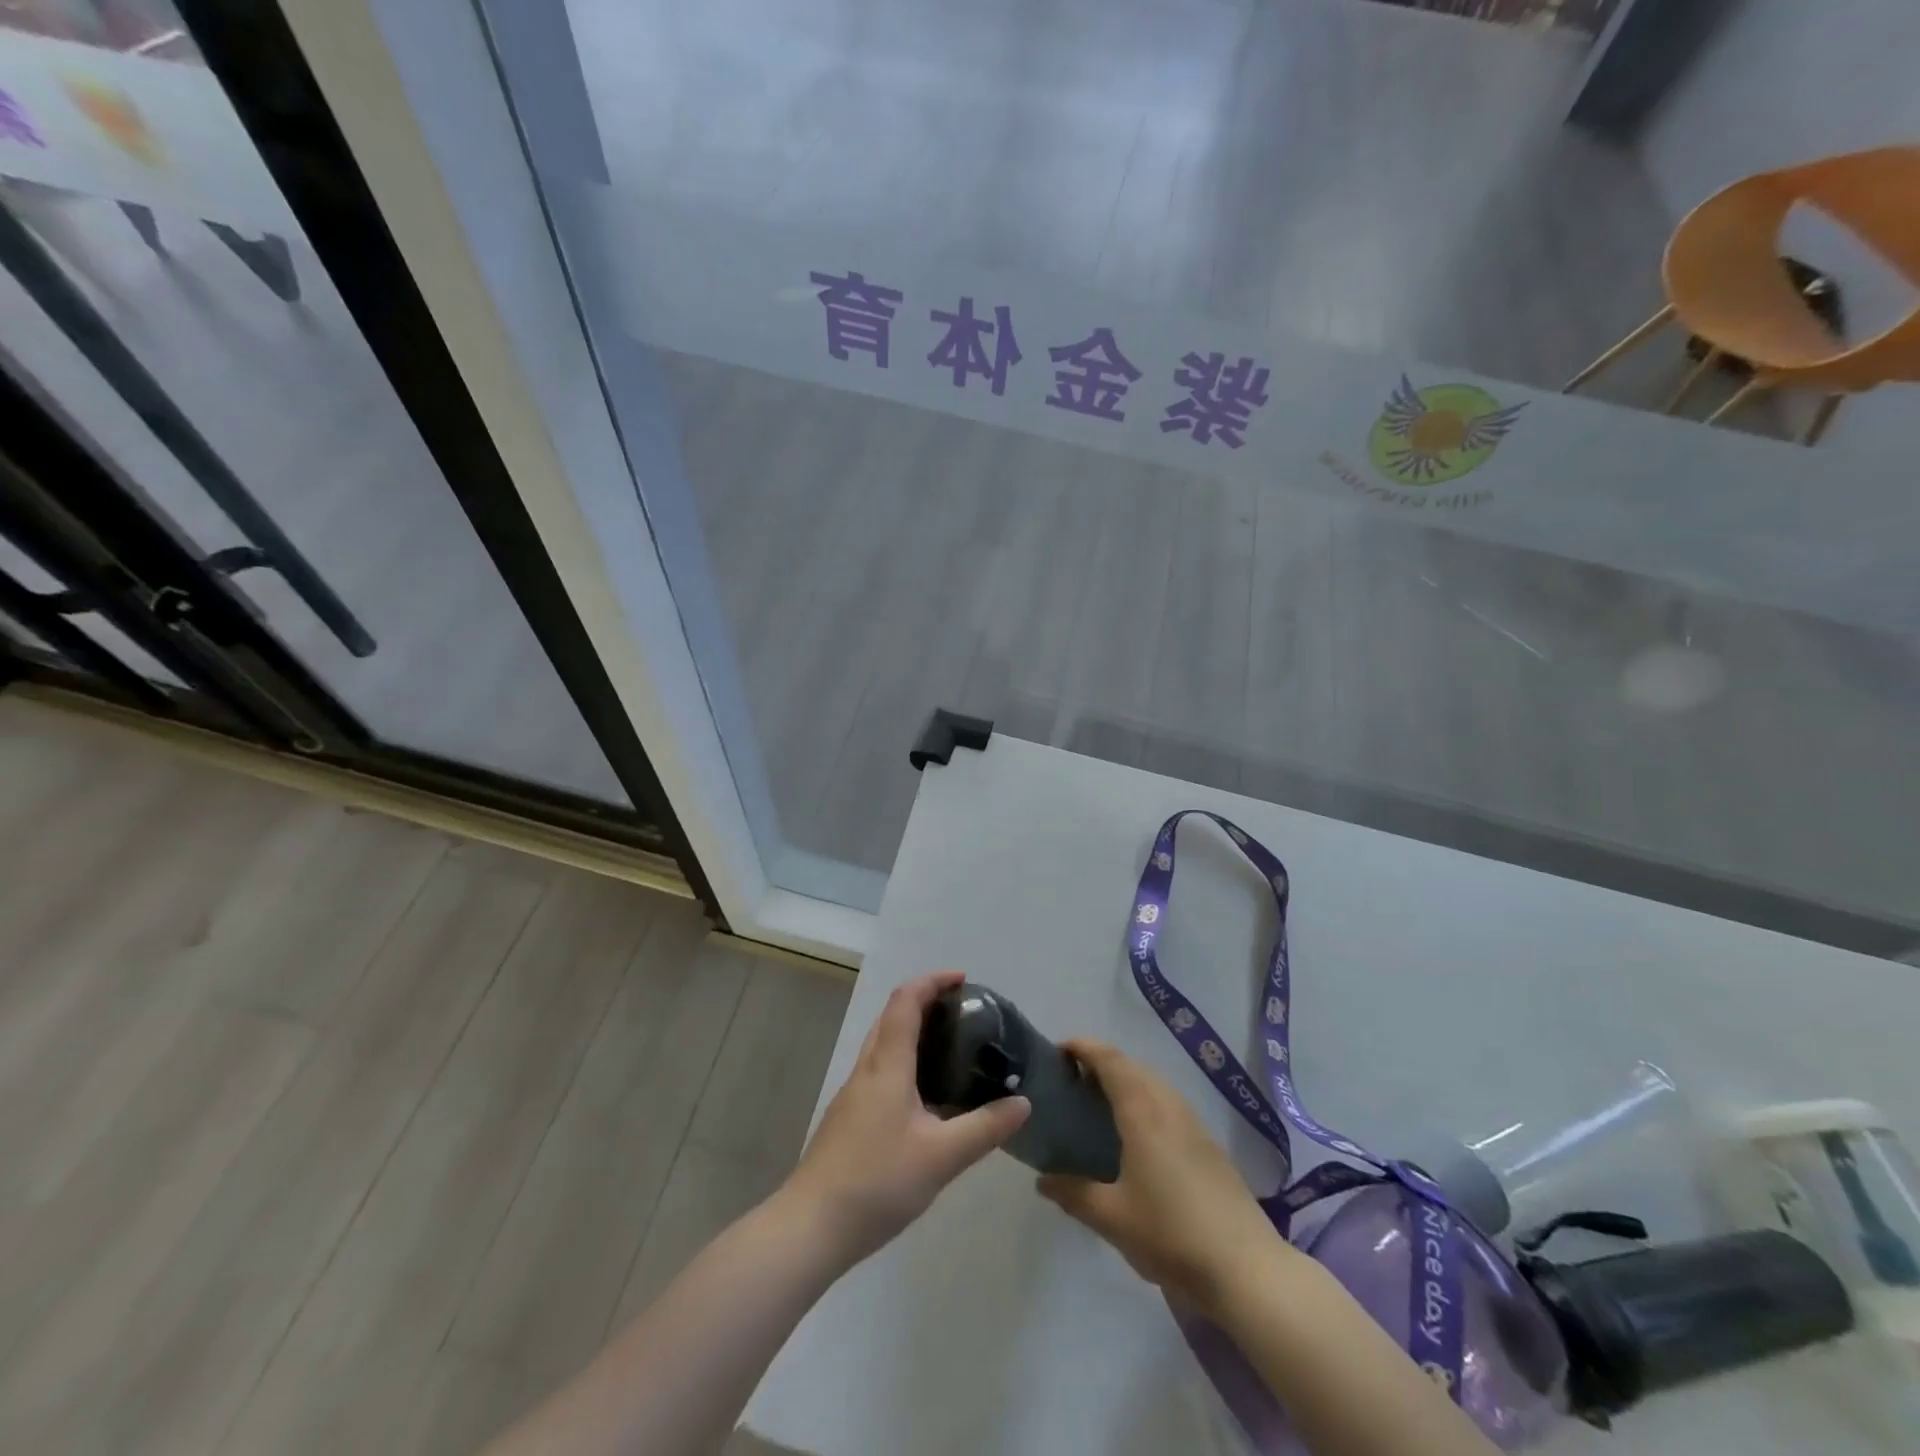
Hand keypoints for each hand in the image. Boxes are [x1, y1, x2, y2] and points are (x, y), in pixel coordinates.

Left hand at [782, 971, 1029, 1270]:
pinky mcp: (849, 1117)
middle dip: (926, 1001)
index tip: (963, 980)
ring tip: (951, 1048)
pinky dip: (905, 1060)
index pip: (906, 1001)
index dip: (932, 981)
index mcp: (887, 1065)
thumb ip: (984, 1128)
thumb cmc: (877, 1181)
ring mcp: (854, 1094)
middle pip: (892, 1016)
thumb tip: (1022, 1103)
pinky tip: (926, 1094)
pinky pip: (880, 1070)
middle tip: (964, 1013)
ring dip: (913, 1031)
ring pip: (884, 1044)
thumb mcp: (942, 1157)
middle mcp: (867, 1069)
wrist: (811, 1226)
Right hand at [1038, 1040, 1289, 1312]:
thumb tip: (1042, 1180)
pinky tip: (1138, 1136)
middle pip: (1133, 1066)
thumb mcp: (1112, 1218)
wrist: (1247, 1269)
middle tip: (1072, 1081)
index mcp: (1143, 1112)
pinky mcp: (1209, 1146)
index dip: (1083, 1047)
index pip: (1110, 1060)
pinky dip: (1146, 1100)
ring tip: (1100, 1104)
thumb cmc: (1172, 1235)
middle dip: (1102, 1062)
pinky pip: (1169, 1103)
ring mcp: (1194, 1125)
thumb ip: (1074, 1194)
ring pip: (1154, 1084)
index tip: (1058, 1051)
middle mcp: (1169, 1106)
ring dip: (1126, 1080)